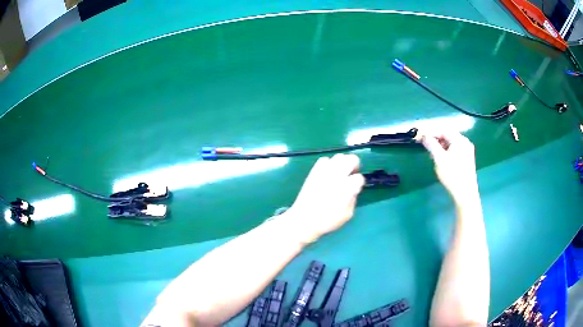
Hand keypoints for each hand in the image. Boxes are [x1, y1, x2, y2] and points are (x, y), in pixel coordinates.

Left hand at [284, 154, 364, 242]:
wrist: (304, 219)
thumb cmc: (327, 220)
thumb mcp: (347, 214)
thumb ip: (353, 199)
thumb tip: (353, 190)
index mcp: (347, 187)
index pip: (359, 177)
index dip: (359, 183)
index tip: (355, 189)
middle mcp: (337, 175)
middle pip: (351, 159)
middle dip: (355, 166)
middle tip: (352, 175)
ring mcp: (325, 171)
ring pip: (339, 156)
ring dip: (342, 163)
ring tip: (340, 173)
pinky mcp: (314, 171)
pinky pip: (324, 160)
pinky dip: (329, 163)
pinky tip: (328, 173)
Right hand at [421, 132, 478, 202]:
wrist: (465, 193)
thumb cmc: (452, 175)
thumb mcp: (439, 159)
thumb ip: (431, 145)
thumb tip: (424, 136)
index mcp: (459, 140)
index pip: (443, 130)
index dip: (432, 133)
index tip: (422, 138)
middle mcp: (465, 142)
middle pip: (448, 136)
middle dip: (436, 139)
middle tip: (426, 146)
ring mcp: (467, 150)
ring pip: (452, 143)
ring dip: (441, 146)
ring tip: (433, 154)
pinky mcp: (467, 159)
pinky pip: (455, 149)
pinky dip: (447, 151)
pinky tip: (442, 159)